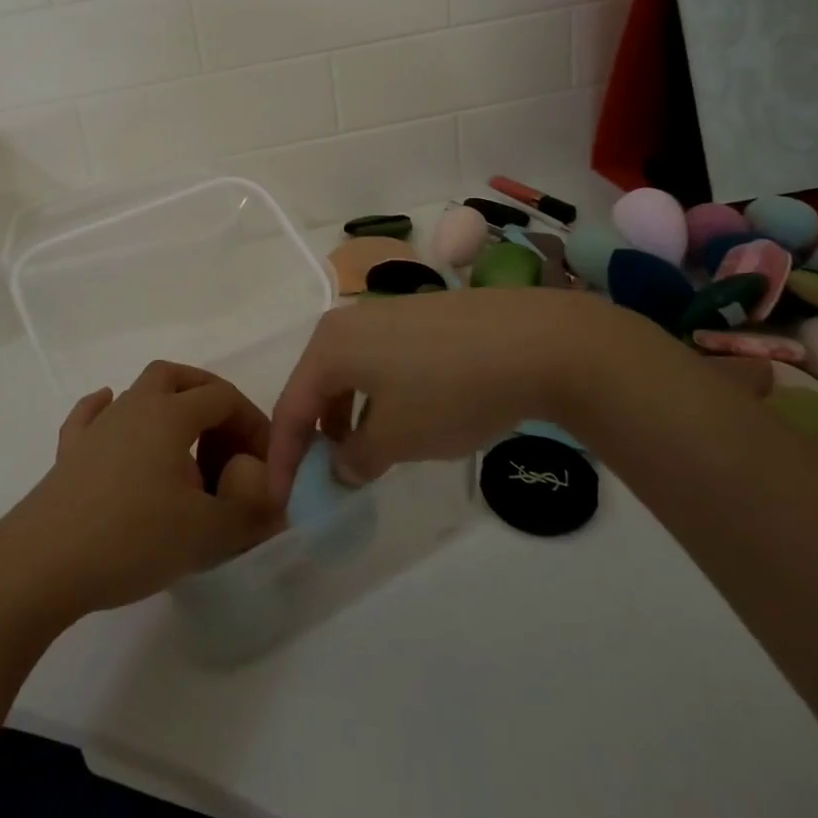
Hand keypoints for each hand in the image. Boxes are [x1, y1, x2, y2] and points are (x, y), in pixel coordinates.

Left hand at [0, 362, 284, 621]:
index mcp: (170, 415)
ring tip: (185, 445)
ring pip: (138, 391)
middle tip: (227, 436)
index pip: (223, 399)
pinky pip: (92, 416)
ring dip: (168, 406)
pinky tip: (114, 421)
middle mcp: (134, 407)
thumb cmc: (131, 539)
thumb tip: (277, 504)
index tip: (265, 462)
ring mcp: (97, 428)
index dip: (252, 423)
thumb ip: (250, 515)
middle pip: (177, 377)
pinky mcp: (69, 453)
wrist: (41, 565)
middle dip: (209, 396)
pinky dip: (109, 412)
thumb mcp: (206, 534)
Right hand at [266, 289, 683, 498]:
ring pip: (351, 374)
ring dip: (349, 419)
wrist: (534, 341)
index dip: (283, 459)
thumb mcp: (396, 438)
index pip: (291, 407)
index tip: (285, 502)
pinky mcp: (420, 317)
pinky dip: (377, 398)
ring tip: (366, 457)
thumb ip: (356, 458)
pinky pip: (381, 362)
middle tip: (325, 480)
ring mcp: (387, 315)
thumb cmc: (449, 392)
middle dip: (316, 437)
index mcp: (330, 345)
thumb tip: (341, 467)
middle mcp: (350, 322)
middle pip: (317, 386)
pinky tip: (404, 421)